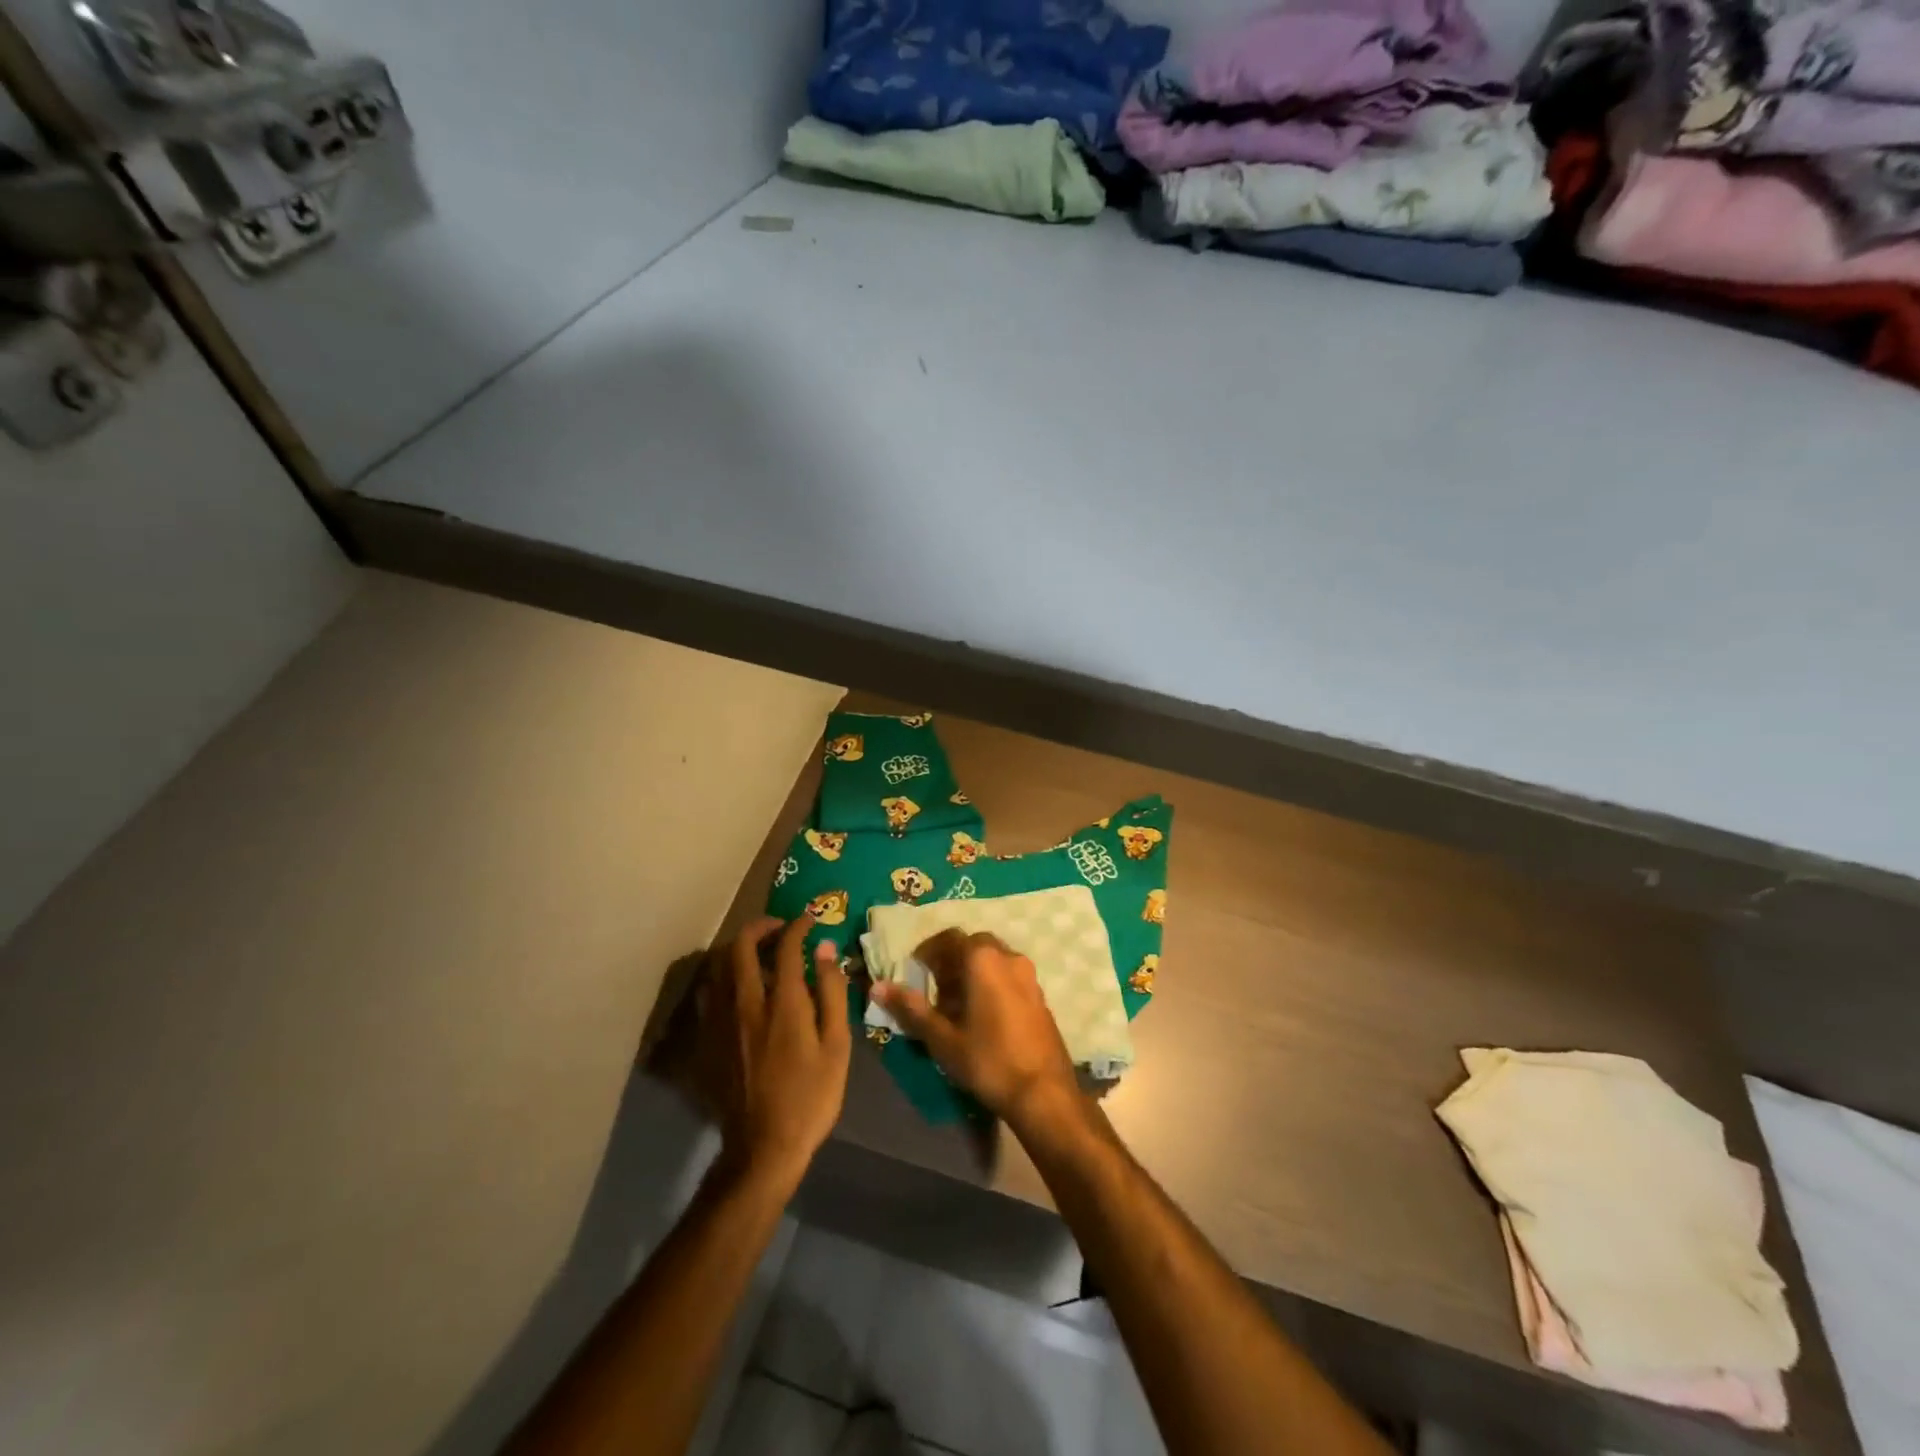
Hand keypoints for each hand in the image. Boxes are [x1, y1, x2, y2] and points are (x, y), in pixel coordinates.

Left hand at [699, 915, 850, 1190]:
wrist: (763, 1147)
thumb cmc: (810, 1096)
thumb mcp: (836, 1045)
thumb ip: (831, 992)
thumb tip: (826, 950)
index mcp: (782, 1002)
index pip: (785, 946)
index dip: (798, 926)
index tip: (809, 921)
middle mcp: (745, 1002)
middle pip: (740, 946)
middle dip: (759, 927)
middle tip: (778, 928)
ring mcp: (719, 1021)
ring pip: (717, 966)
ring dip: (737, 949)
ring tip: (756, 952)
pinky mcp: (706, 1040)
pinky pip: (707, 994)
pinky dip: (721, 978)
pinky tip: (735, 987)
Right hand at [870, 929, 1080, 1128]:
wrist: (1044, 1092)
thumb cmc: (988, 1060)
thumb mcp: (942, 1038)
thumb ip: (911, 1008)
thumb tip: (877, 987)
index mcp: (983, 959)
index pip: (949, 938)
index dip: (928, 951)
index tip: (915, 970)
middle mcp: (1008, 957)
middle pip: (974, 944)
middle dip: (952, 960)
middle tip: (935, 987)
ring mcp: (1029, 975)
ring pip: (994, 958)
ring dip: (973, 970)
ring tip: (957, 1003)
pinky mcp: (1040, 994)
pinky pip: (1009, 975)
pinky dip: (992, 982)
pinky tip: (983, 1014)